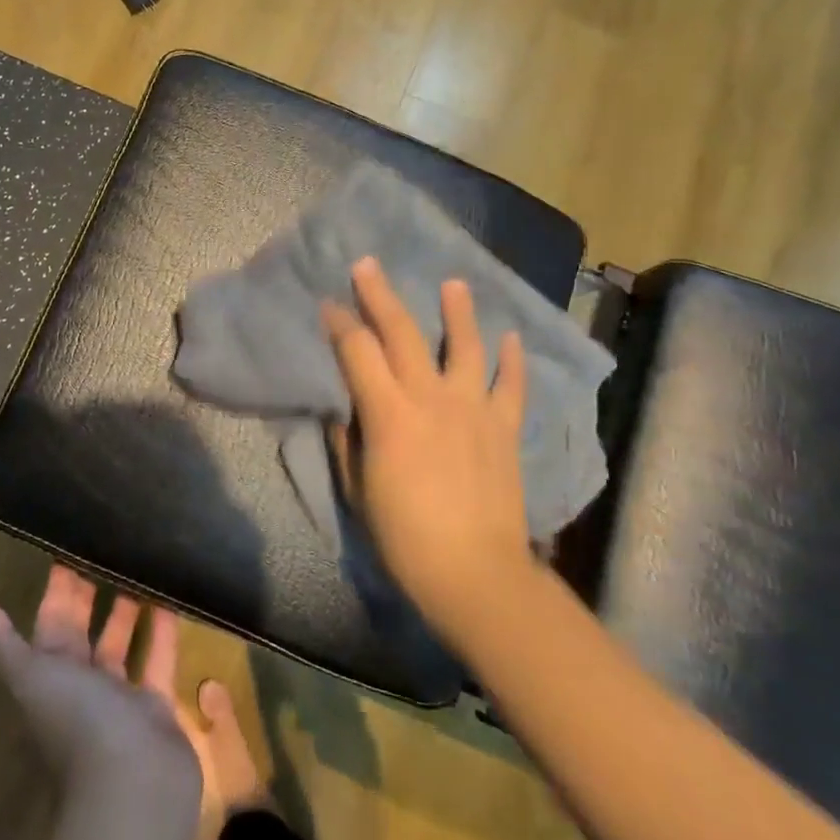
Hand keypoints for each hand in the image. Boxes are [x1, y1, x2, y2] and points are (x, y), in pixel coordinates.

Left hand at [0, 567, 201, 809]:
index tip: (69, 544)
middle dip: (93, 590)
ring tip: (142, 561)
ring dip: (130, 607)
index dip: (59, 585)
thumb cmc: (77, 722)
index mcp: (49, 673)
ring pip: (122, 641)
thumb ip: (1, 642)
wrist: (131, 786)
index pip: (51, 619)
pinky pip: (158, 658)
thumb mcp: (32, 676)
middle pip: (86, 628)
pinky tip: (173, 596)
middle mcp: (81, 682)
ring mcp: (119, 695)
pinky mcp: (154, 704)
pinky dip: (163, 630)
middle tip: (110, 542)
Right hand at [321, 256, 534, 636]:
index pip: (358, 352)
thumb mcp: (359, 491)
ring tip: (453, 283)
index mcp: (389, 414)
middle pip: (403, 333)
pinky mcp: (503, 428)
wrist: (476, 574)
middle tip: (368, 264)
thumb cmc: (405, 538)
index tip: (328, 305)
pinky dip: (512, 360)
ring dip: (457, 311)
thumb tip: (343, 411)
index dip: (339, 324)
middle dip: (381, 295)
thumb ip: (348, 443)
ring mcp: (473, 409)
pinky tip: (511, 337)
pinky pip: (511, 385)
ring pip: (465, 346)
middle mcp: (431, 398)